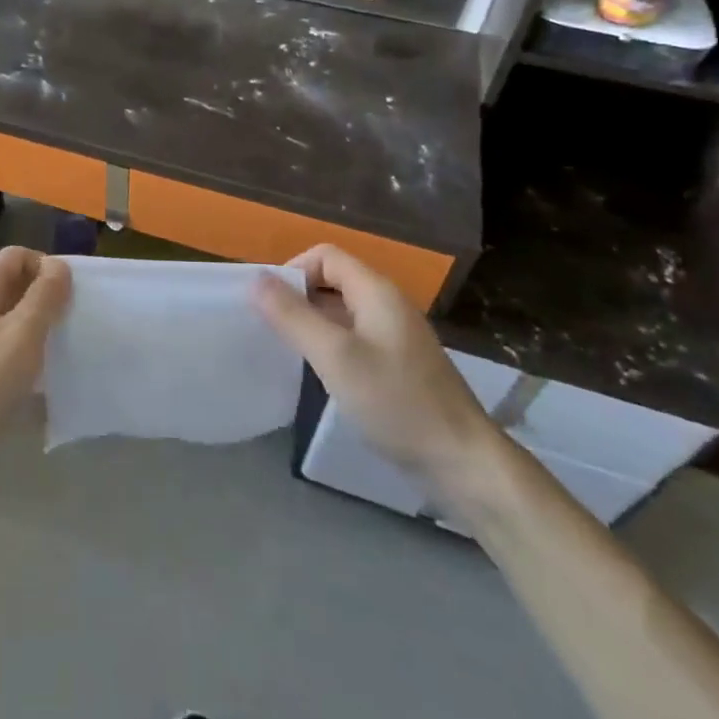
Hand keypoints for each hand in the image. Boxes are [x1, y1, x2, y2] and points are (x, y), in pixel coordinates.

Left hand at [0, 247, 69, 499]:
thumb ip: (44, 297)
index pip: (17, 255)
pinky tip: (33, 382)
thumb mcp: (22, 336)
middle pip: (12, 286)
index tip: (69, 297)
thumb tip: (59, 266)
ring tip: (57, 355)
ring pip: (6, 319)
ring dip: (34, 330)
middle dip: (44, 300)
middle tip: (69, 327)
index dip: (46, 266)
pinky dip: (18, 356)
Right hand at [255, 244, 499, 495]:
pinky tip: (320, 373)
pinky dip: (331, 344)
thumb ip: (293, 315)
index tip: (270, 305)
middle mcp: (387, 304)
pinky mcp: (399, 364)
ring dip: (313, 322)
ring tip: (288, 351)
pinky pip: (355, 337)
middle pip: (333, 280)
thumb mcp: (335, 356)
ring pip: (342, 311)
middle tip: (272, 329)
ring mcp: (396, 335)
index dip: (293, 270)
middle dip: (298, 296)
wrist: (463, 463)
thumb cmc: (396, 402)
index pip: (325, 256)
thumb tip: (255, 279)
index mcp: (376, 291)